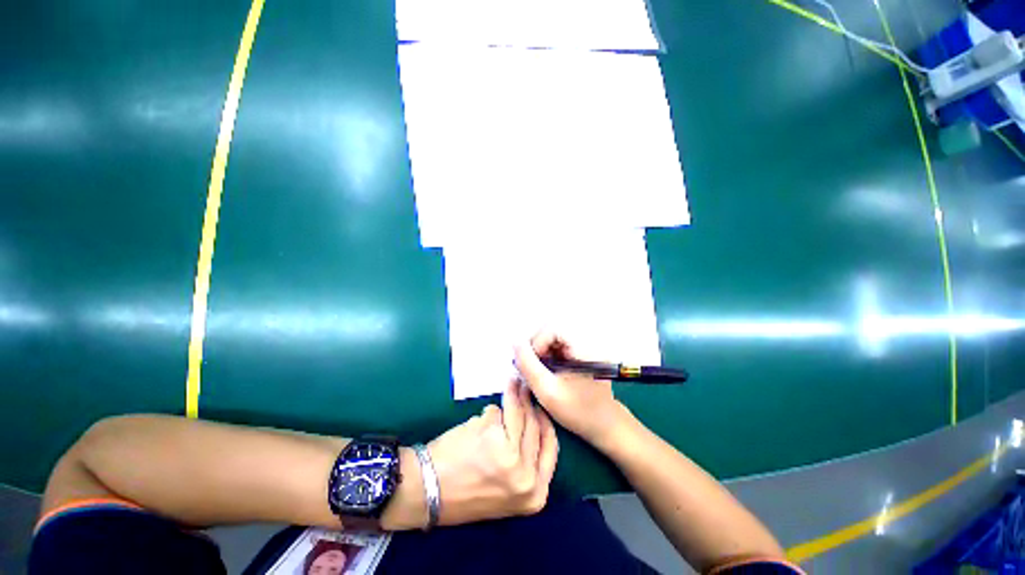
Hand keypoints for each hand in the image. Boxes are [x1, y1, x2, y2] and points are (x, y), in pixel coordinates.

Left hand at [427, 380, 558, 525]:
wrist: (428, 492)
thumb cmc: (465, 493)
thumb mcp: (506, 490)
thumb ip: (524, 464)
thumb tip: (531, 423)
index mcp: (535, 494)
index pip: (550, 448)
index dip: (546, 424)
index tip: (540, 408)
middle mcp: (526, 475)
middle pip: (536, 427)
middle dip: (530, 403)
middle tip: (526, 387)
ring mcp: (509, 454)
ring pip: (518, 414)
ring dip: (515, 394)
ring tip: (513, 382)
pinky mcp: (492, 434)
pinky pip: (497, 411)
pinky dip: (490, 410)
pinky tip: (482, 416)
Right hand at [514, 332, 631, 449]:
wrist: (606, 426)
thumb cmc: (578, 412)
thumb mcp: (547, 391)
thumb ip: (528, 365)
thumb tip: (514, 342)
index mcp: (584, 348)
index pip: (553, 328)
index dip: (537, 342)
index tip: (531, 364)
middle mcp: (588, 341)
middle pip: (553, 330)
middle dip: (537, 347)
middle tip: (530, 368)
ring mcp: (587, 346)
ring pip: (554, 337)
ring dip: (541, 351)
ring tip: (538, 372)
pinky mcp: (583, 352)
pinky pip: (560, 345)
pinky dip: (549, 355)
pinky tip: (547, 372)